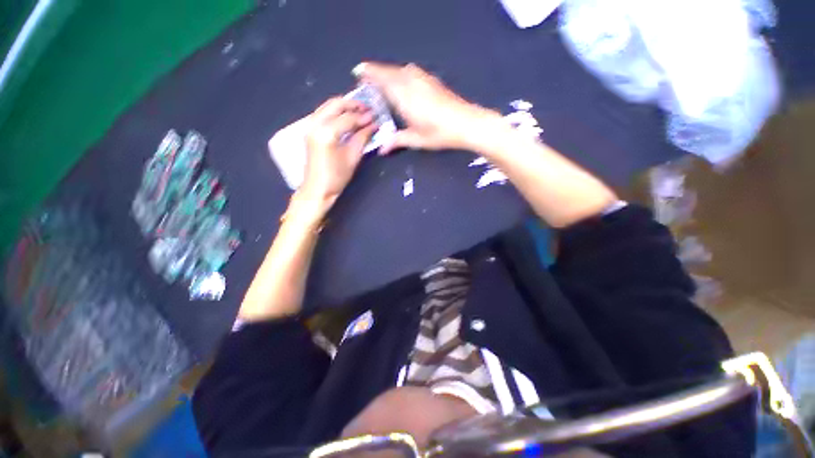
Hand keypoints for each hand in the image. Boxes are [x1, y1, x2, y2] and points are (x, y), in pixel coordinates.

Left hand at [301, 97, 375, 205]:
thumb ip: (362, 138)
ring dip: (344, 107)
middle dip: (352, 105)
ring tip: (359, 112)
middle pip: (335, 105)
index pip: (348, 118)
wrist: (317, 189)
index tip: (375, 117)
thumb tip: (373, 125)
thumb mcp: (352, 158)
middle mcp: (315, 124)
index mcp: (326, 132)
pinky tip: (346, 117)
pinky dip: (336, 112)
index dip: (363, 117)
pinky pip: (323, 113)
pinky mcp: (309, 130)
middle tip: (367, 109)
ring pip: (328, 106)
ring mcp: (310, 126)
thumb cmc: (336, 177)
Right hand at [354, 62, 500, 153]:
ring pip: (400, 70)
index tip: (358, 73)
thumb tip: (382, 150)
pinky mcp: (431, 80)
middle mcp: (411, 81)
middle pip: (389, 71)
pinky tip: (402, 82)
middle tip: (366, 80)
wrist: (466, 122)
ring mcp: (423, 78)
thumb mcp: (415, 139)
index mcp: (403, 94)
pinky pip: (410, 72)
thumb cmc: (438, 132)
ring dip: (388, 72)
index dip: (369, 74)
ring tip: (382, 82)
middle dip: (376, 73)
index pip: (381, 78)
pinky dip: (401, 74)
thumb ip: (396, 141)